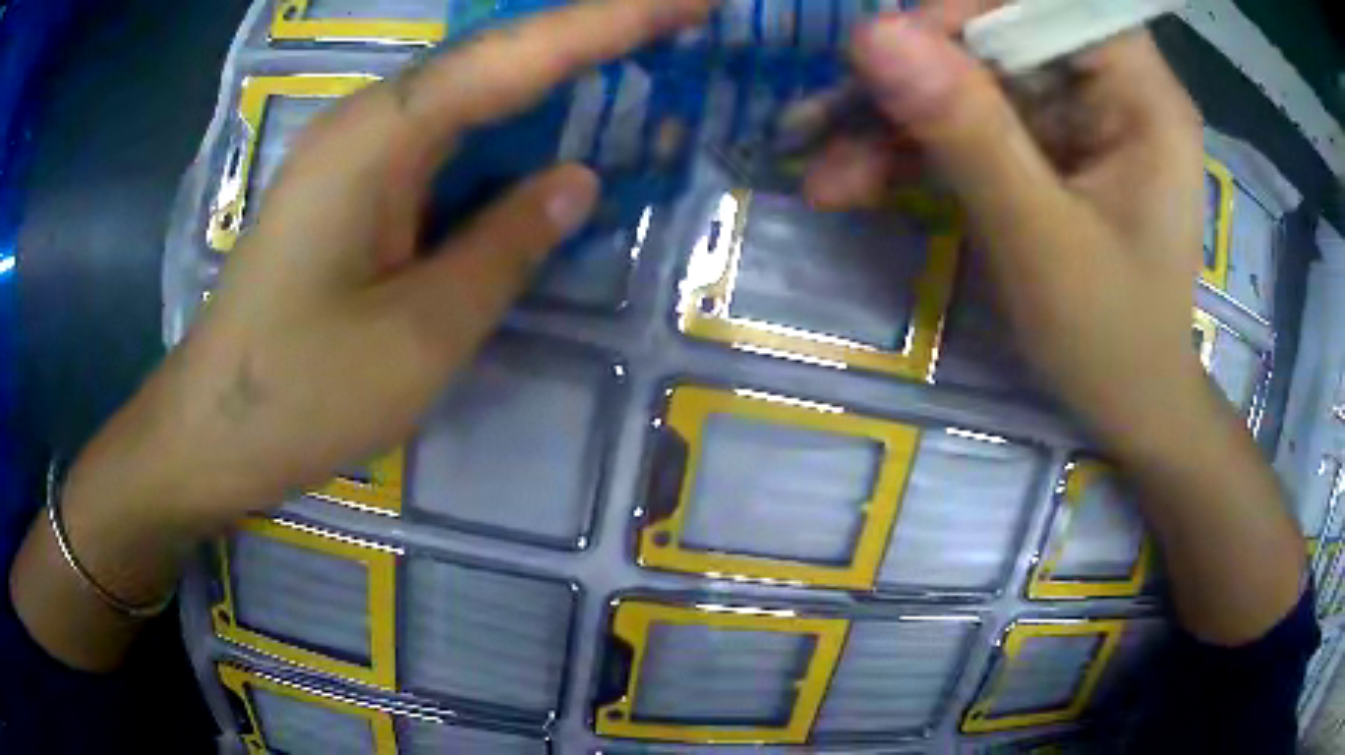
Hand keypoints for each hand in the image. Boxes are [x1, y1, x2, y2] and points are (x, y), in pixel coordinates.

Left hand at [11, 0, 714, 670]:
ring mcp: (355, 155)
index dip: (613, 20)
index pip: (516, 56)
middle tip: (680, 24)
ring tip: (638, 68)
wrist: (213, 432)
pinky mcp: (352, 191)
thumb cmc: (302, 394)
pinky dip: (507, 131)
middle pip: (495, 56)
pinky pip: (445, 140)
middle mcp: (368, 124)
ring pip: (471, 94)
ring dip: (552, 78)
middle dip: (591, 34)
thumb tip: (575, 180)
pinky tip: (546, 135)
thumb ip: (505, 246)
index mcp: (381, 139)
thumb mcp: (422, 335)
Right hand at [812, 6, 1303, 645]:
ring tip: (826, 171)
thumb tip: (873, 33)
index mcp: (1141, 95)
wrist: (1128, 409)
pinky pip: (968, 126)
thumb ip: (968, 133)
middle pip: (995, 37)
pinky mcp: (1042, 149)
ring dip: (893, 123)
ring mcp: (1072, 118)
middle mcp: (1108, 88)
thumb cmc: (1112, 341)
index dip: (964, 11)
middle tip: (826, 122)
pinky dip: (911, 154)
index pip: (1043, 4)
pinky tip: (853, 185)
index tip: (890, 57)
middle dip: (911, 78)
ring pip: (969, 81)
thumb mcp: (1042, 242)